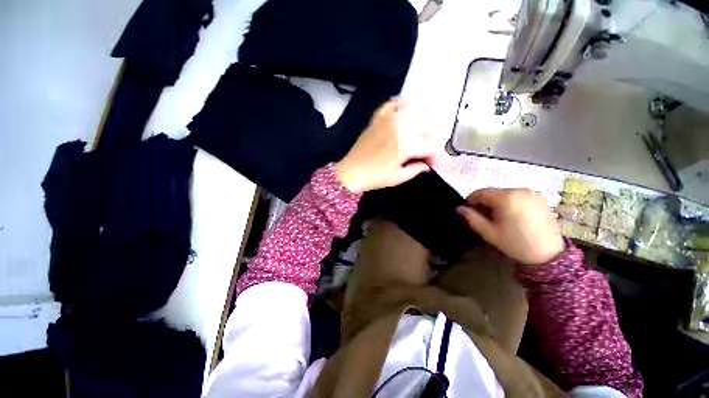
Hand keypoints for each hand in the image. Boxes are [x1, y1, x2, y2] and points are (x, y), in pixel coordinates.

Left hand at [335, 101, 435, 192]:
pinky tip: (406, 113)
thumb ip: (415, 169)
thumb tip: (427, 165)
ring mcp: (387, 120)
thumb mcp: (397, 178)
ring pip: (414, 111)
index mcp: (405, 145)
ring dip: (423, 120)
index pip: (430, 146)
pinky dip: (402, 106)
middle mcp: (399, 127)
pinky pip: (393, 104)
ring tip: (423, 132)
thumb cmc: (374, 177)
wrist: (351, 172)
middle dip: (431, 139)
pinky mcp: (378, 118)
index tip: (434, 164)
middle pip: (426, 127)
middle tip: (428, 151)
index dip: (435, 156)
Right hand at [457, 188, 563, 264]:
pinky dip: (510, 202)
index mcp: (506, 198)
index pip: (480, 192)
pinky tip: (512, 215)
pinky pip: (517, 195)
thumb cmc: (515, 243)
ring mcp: (531, 192)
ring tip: (498, 217)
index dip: (470, 200)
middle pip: (493, 192)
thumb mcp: (489, 232)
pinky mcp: (539, 197)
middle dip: (484, 202)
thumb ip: (471, 218)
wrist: (549, 255)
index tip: (468, 211)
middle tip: (483, 217)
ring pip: (504, 193)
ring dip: (497, 202)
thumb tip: (459, 208)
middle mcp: (519, 190)